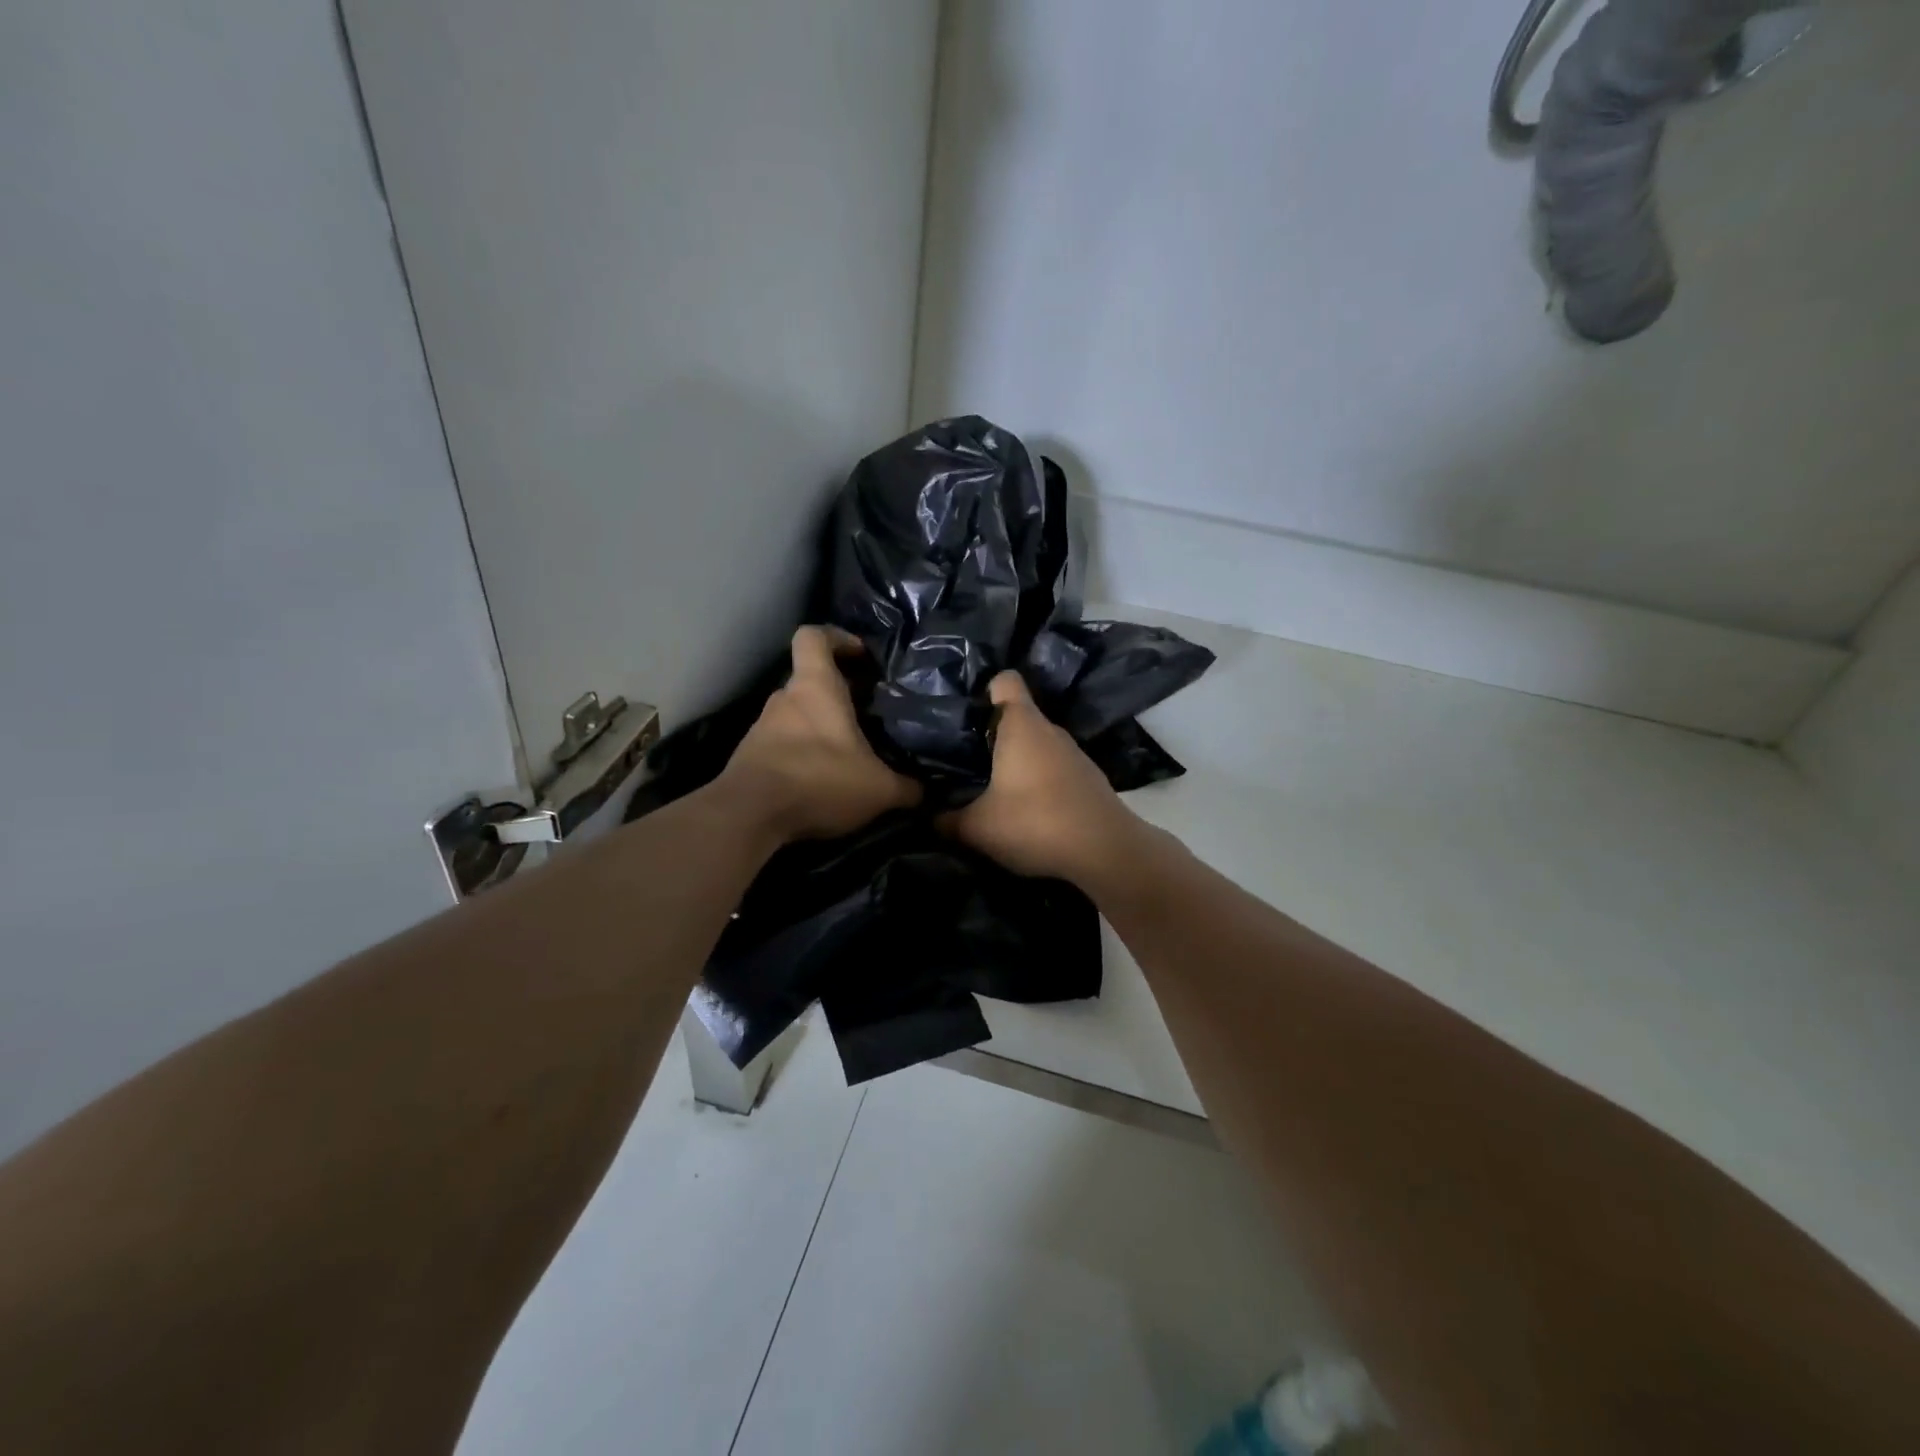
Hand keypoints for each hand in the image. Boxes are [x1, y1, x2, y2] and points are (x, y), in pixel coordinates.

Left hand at [718, 626, 921, 841]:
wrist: (749, 816)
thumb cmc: (818, 780)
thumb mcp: (878, 789)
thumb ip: (907, 787)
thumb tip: (926, 792)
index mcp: (815, 687)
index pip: (814, 637)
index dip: (837, 638)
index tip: (860, 655)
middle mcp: (784, 699)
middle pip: (810, 681)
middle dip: (838, 695)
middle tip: (867, 716)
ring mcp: (761, 727)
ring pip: (797, 716)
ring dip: (819, 729)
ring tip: (848, 755)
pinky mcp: (750, 757)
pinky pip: (783, 745)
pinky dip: (802, 755)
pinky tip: (822, 781)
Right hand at [942, 670, 1144, 886]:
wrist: (1106, 851)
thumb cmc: (1036, 822)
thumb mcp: (978, 828)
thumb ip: (946, 820)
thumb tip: (928, 816)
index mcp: (1022, 725)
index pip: (1005, 680)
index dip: (983, 690)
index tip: (964, 715)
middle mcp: (1050, 730)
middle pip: (1018, 716)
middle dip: (991, 734)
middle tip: (964, 759)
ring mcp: (1074, 754)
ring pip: (1036, 745)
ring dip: (1016, 761)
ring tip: (991, 788)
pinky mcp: (1087, 778)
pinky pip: (1053, 768)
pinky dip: (1038, 780)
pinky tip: (1026, 809)